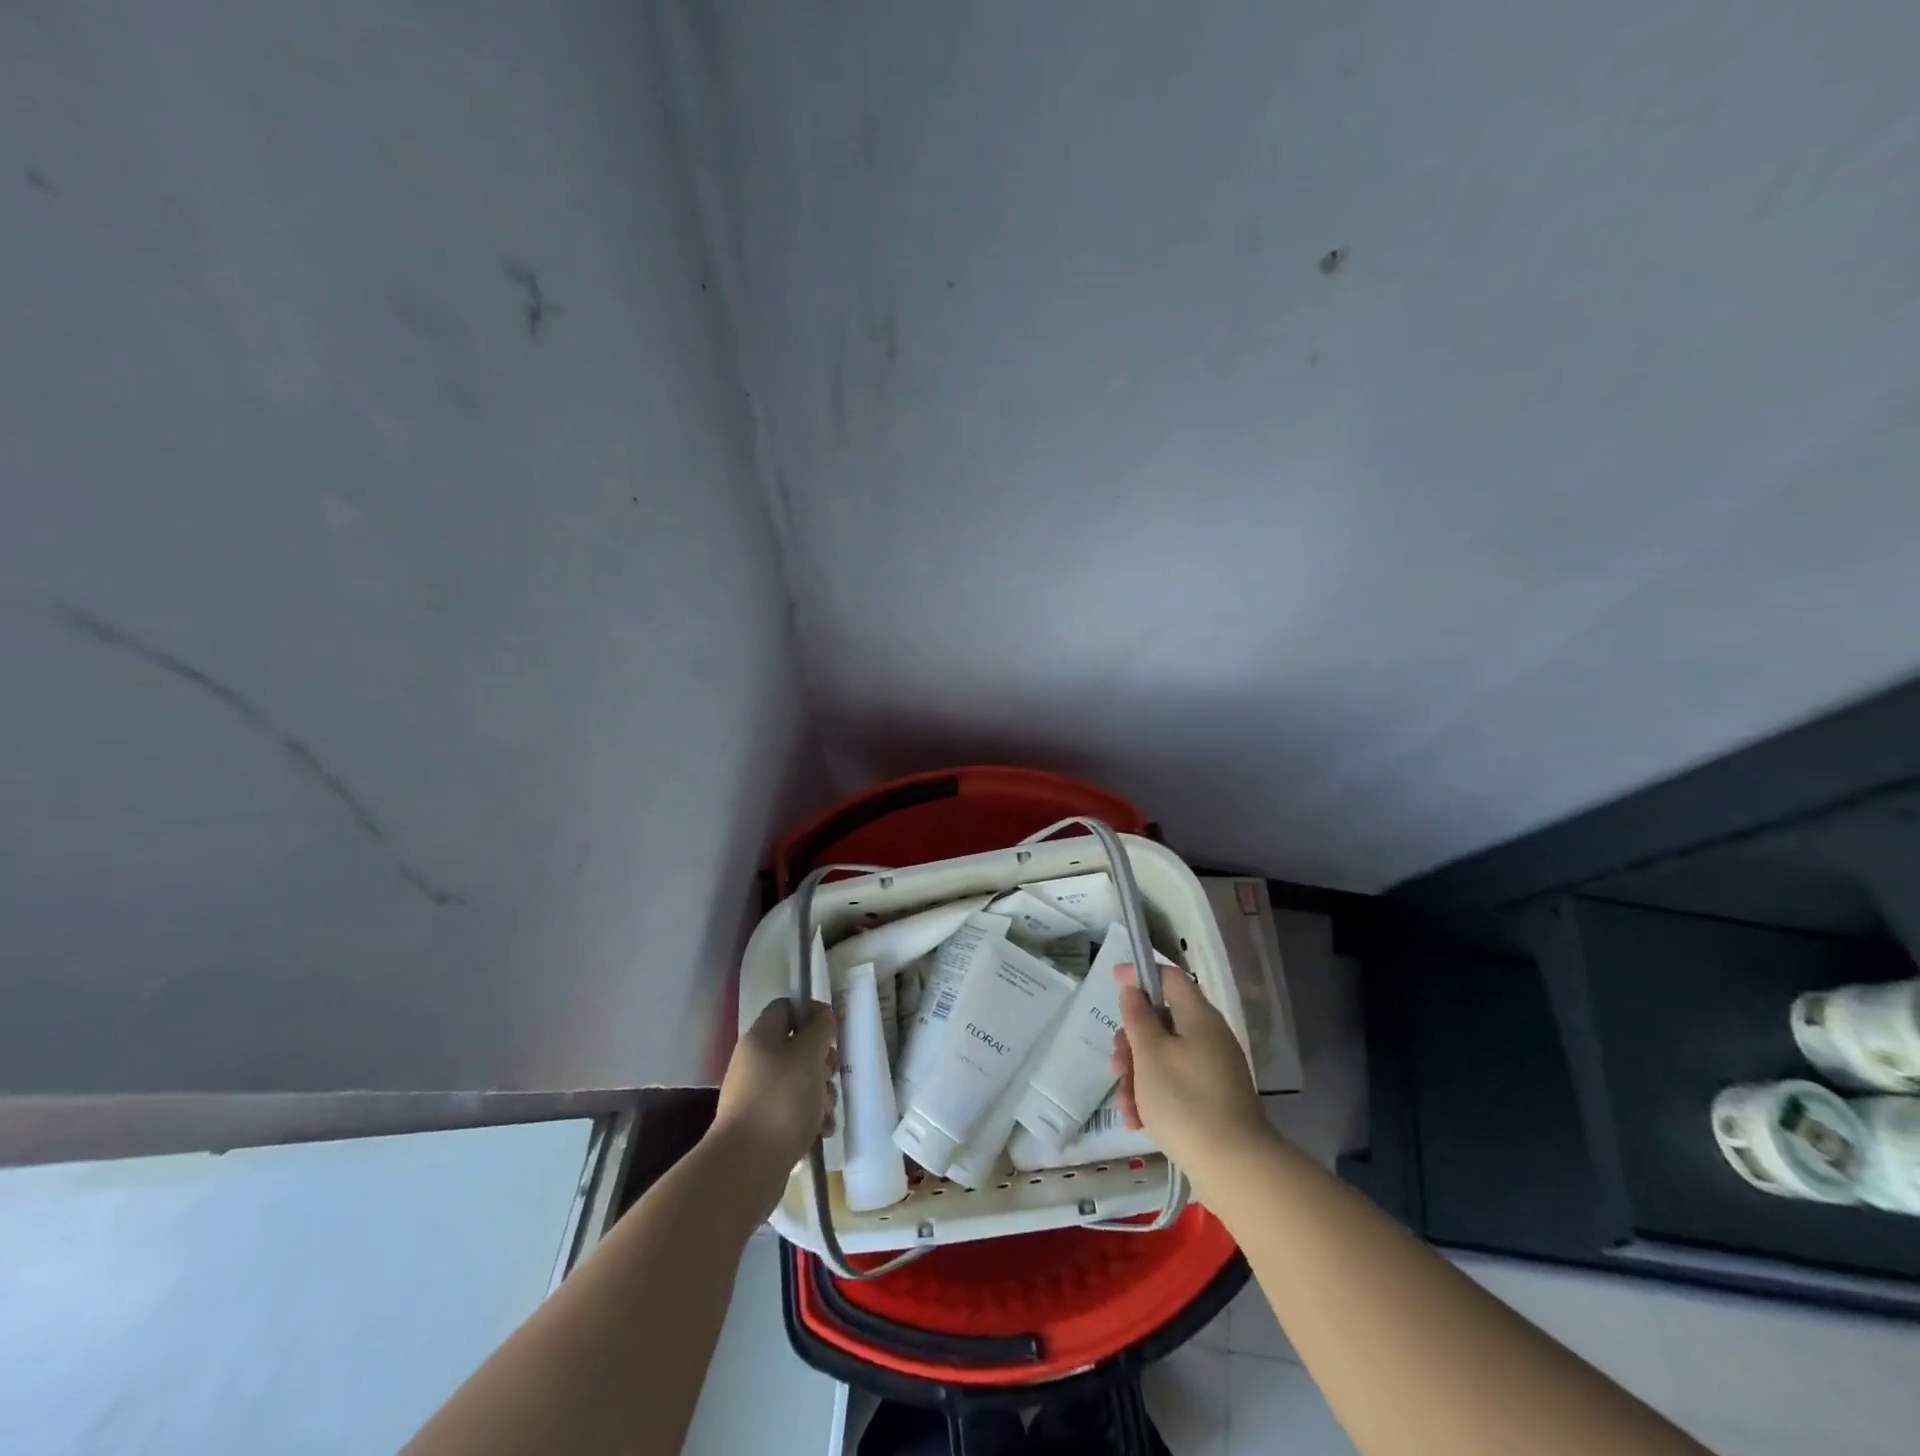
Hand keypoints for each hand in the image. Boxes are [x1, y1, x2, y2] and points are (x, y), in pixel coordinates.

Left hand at [710, 1000, 838, 1214]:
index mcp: (761, 1038)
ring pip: (799, 1082)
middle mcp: (755, 1063)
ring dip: (821, 1094)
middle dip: (822, 1062)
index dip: (812, 1012)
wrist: (745, 1168)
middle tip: (831, 1075)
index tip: (832, 1031)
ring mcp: (756, 1096)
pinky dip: (810, 1118)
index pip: (786, 1008)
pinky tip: (822, 1132)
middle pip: (797, 1047)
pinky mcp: (762, 1126)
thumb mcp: (808, 1055)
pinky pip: (792, 1111)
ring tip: (827, 1113)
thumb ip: (819, 1030)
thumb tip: (822, 1018)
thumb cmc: (781, 1101)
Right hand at [1110, 963, 1267, 1179]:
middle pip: (1162, 1022)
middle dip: (1131, 1042)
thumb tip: (1133, 988)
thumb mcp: (1150, 1054)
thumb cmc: (1185, 1101)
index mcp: (1199, 1017)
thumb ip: (1137, 1016)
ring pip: (1163, 1058)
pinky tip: (1138, 1123)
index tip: (1113, 980)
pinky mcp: (1212, 1101)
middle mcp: (1209, 1038)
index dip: (1141, 974)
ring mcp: (1212, 1071)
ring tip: (1126, 1106)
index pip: (1170, 978)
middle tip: (1116, 1064)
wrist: (1234, 1169)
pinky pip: (1175, 1086)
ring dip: (1137, 1076)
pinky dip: (1154, 1098)